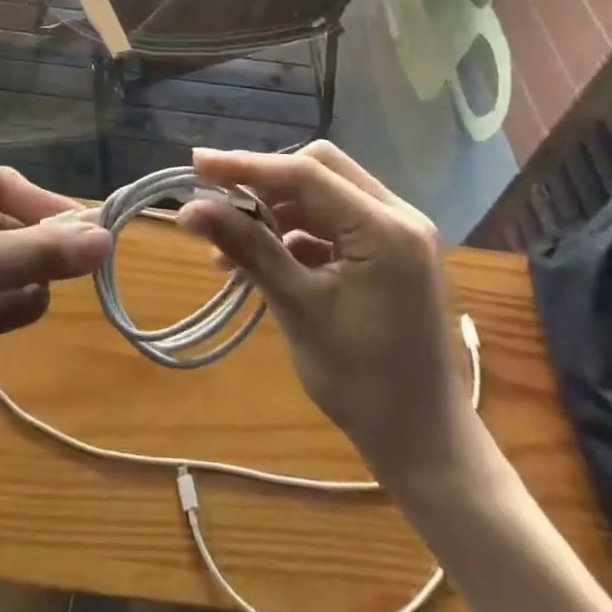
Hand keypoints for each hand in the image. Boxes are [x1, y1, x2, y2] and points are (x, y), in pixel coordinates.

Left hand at [0, 167, 108, 461]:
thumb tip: (104, 238)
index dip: (44, 204)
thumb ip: (35, 253)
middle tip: (89, 262)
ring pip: (5, 267)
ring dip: (32, 274)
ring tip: (57, 286)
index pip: (2, 184)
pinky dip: (17, 305)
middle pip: (7, 225)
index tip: (87, 230)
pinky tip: (34, 308)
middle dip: (42, 242)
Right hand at [177, 142, 471, 482]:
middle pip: (319, 169)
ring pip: (324, 193)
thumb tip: (188, 210)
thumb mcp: (297, 308)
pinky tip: (261, 258)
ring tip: (229, 242)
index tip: (197, 164)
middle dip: (265, 181)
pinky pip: (334, 220)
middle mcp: (398, 215)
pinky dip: (296, 231)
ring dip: (277, 209)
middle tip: (218, 198)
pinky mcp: (390, 251)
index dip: (247, 165)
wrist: (424, 447)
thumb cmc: (363, 382)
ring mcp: (398, 232)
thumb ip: (247, 248)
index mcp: (385, 227)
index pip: (306, 174)